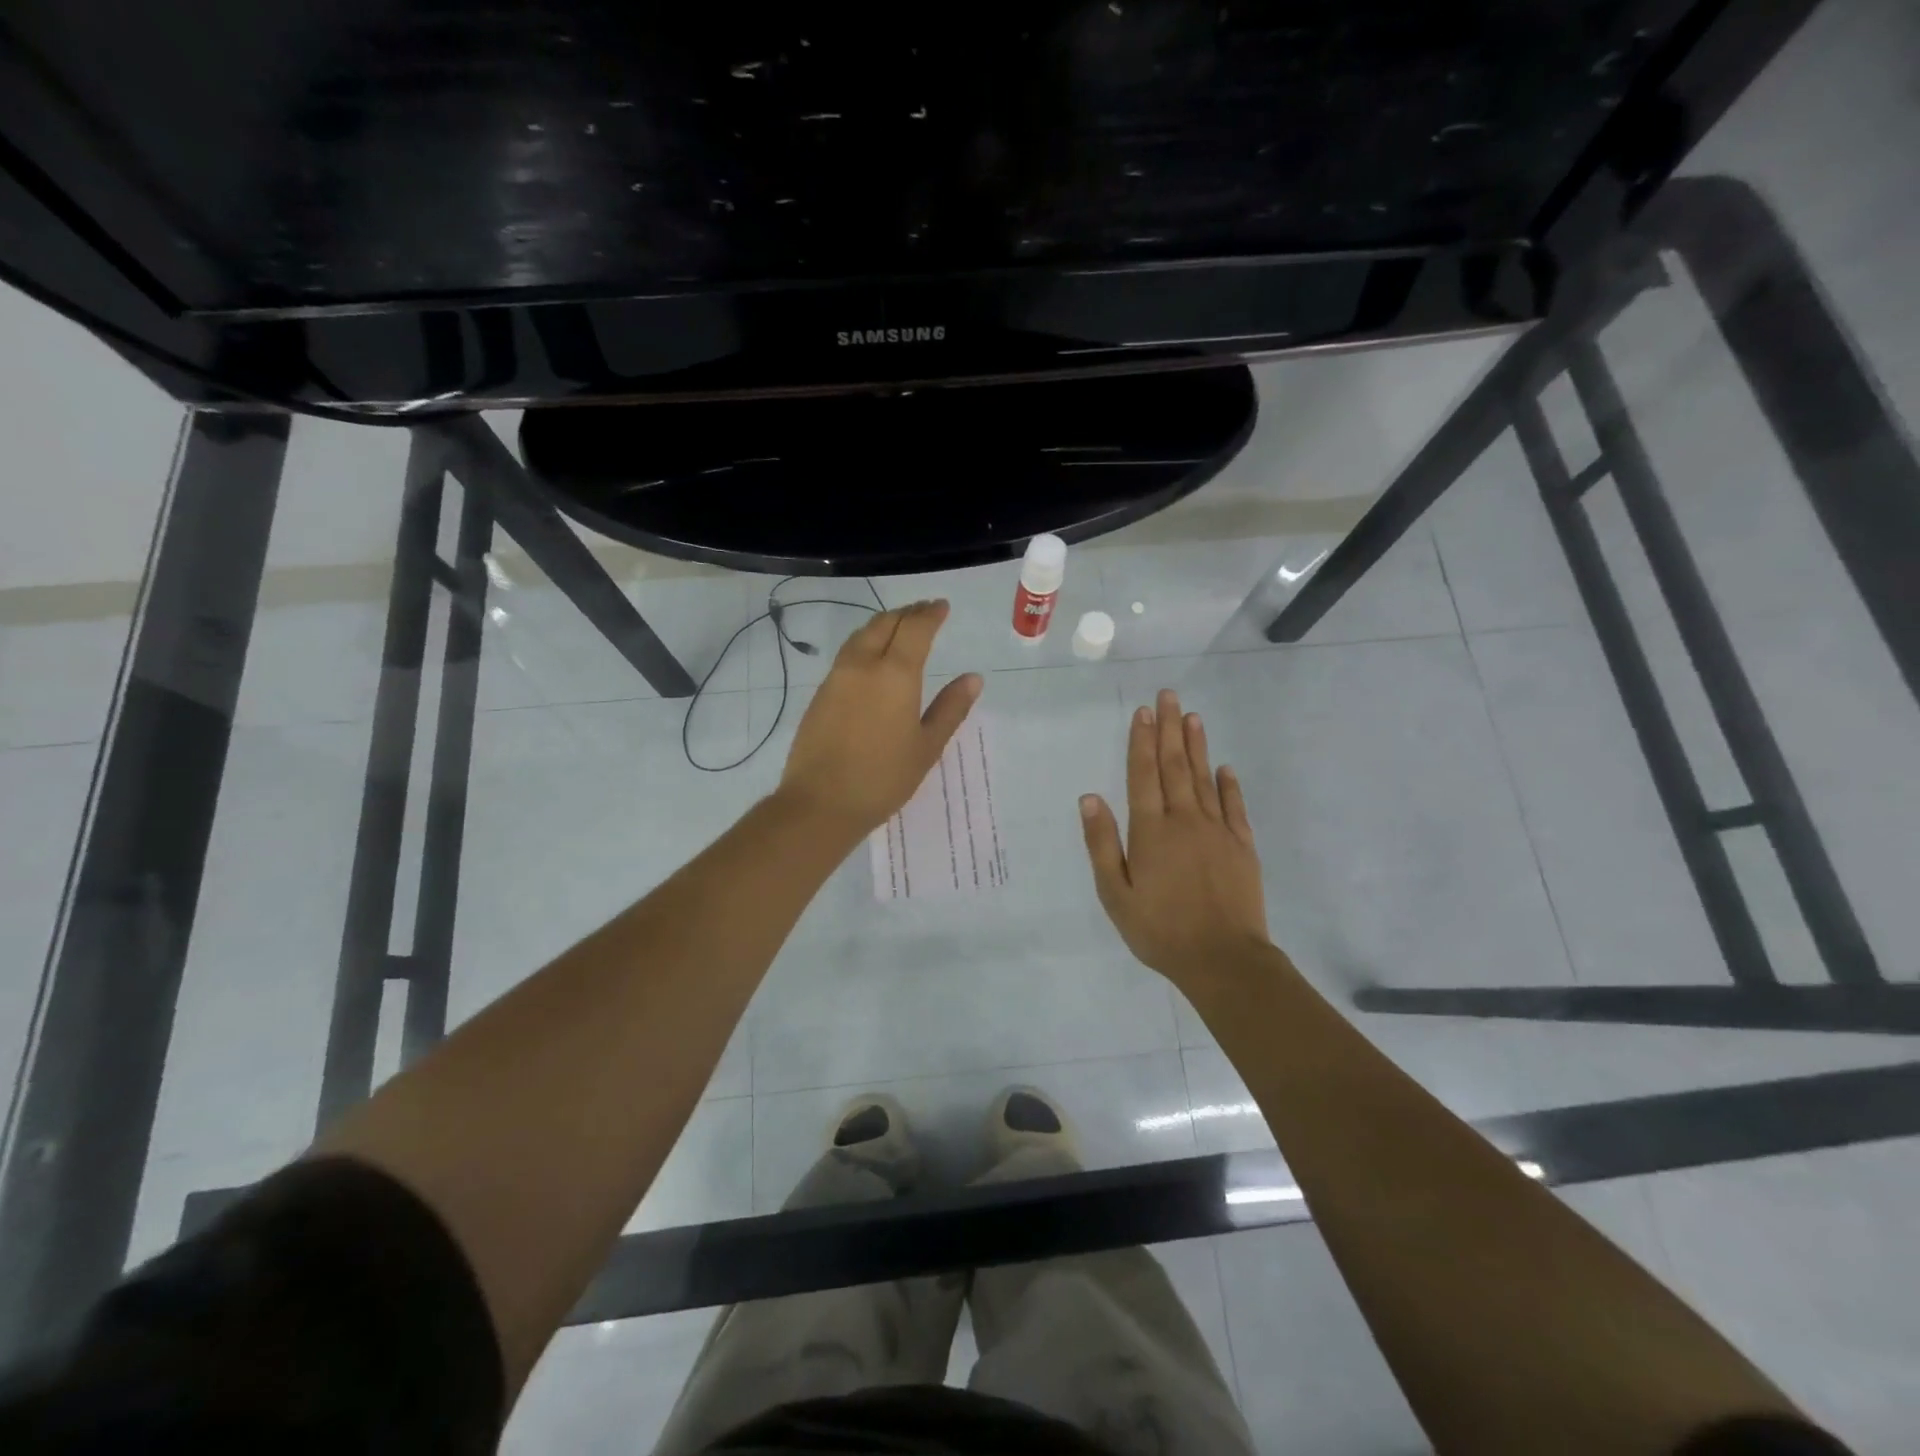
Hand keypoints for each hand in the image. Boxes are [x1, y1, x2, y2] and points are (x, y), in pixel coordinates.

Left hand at [778, 599, 982, 839]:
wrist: (821, 802)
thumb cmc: (883, 778)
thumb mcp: (927, 746)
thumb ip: (950, 708)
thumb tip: (973, 678)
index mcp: (896, 674)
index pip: (915, 628)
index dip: (930, 614)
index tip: (942, 607)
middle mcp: (863, 665)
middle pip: (885, 623)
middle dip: (907, 613)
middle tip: (924, 611)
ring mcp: (837, 677)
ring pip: (862, 635)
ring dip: (884, 624)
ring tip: (900, 627)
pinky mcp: (821, 693)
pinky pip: (847, 654)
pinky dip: (866, 643)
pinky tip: (873, 657)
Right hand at [1079, 689, 1271, 994]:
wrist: (1223, 959)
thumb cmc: (1159, 930)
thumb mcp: (1115, 894)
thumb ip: (1102, 844)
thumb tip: (1090, 798)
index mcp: (1150, 831)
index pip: (1143, 775)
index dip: (1141, 741)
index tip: (1142, 712)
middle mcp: (1184, 821)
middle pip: (1175, 766)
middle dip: (1169, 729)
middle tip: (1168, 696)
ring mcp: (1217, 831)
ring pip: (1204, 778)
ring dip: (1197, 746)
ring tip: (1192, 716)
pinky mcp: (1242, 846)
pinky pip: (1234, 807)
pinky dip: (1228, 785)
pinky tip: (1225, 768)